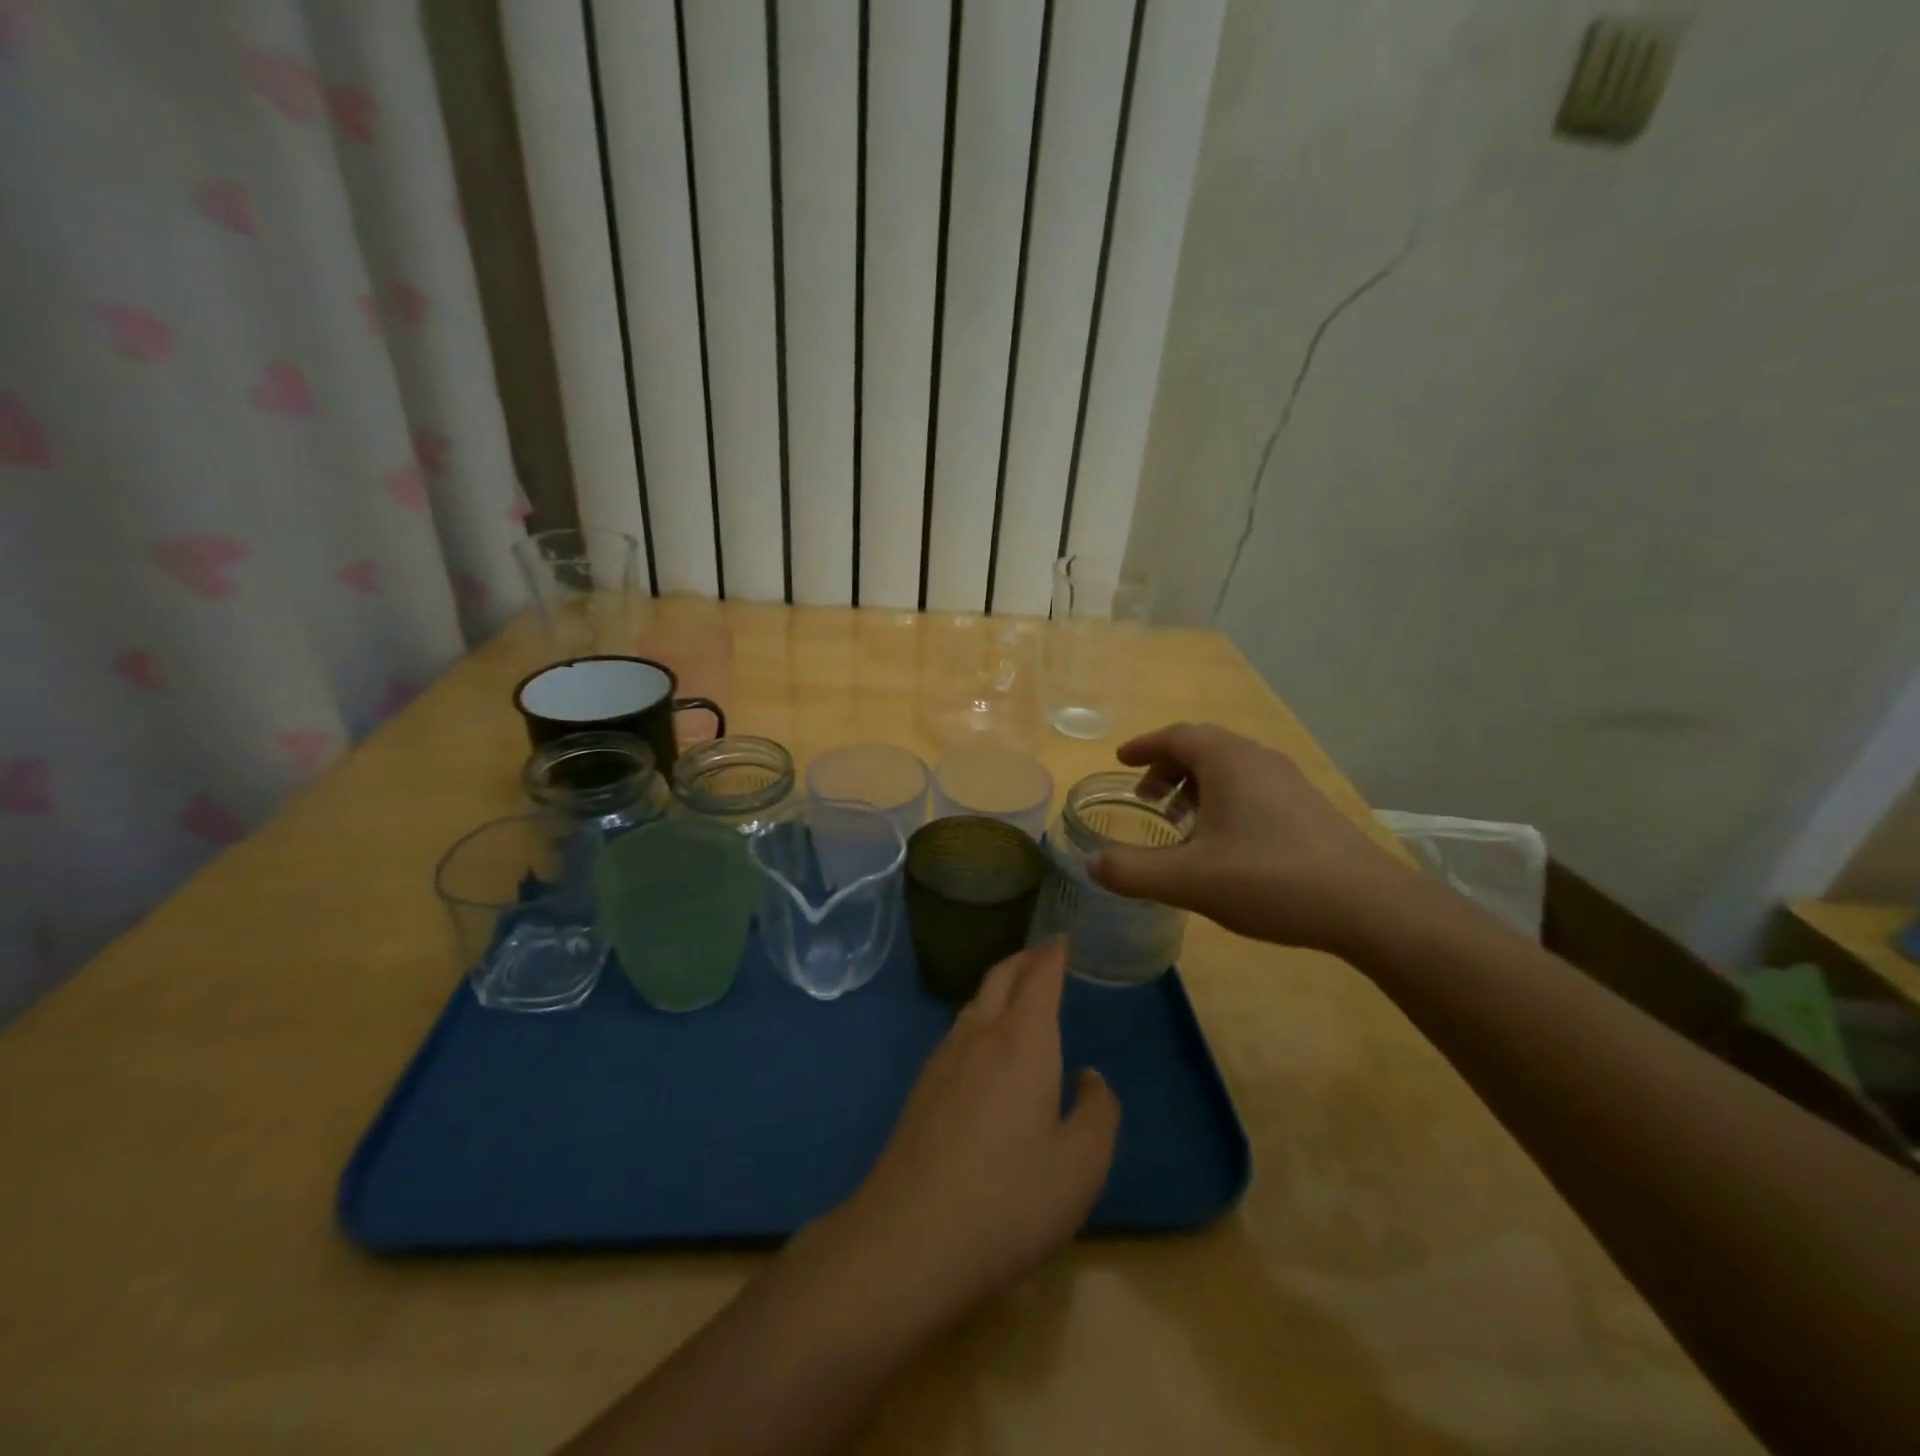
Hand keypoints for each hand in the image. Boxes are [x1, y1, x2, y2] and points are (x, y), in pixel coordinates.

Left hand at [824, 939, 1120, 1330]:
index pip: (1040, 977)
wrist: (909, 1237)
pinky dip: (982, 1014)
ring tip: (1019, 991)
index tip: (1063, 938)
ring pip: (976, 1001)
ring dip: (1000, 985)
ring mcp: (944, 1057)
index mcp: (1023, 1041)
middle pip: (1002, 977)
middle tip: (1045, 954)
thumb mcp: (1080, 1166)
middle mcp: (981, 1034)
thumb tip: (1090, 1077)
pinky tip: (986, 1044)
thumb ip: (1098, 1113)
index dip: (1053, 954)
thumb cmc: (1009, 1199)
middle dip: (1025, 959)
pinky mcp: (923, 1085)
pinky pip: (959, 1029)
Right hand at [1087, 722, 1411, 954]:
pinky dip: (1223, 799)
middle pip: (1203, 747)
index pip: (1176, 736)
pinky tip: (1222, 842)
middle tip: (1146, 798)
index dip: (1144, 747)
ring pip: (1230, 767)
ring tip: (1179, 822)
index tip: (1120, 761)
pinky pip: (1251, 786)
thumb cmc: (1270, 880)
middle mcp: (1258, 759)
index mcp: (1228, 761)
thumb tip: (1092, 863)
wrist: (1368, 906)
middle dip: (1167, 767)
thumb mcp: (1189, 880)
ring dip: (1195, 785)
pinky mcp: (1307, 807)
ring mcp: (1288, 782)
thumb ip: (1133, 872)